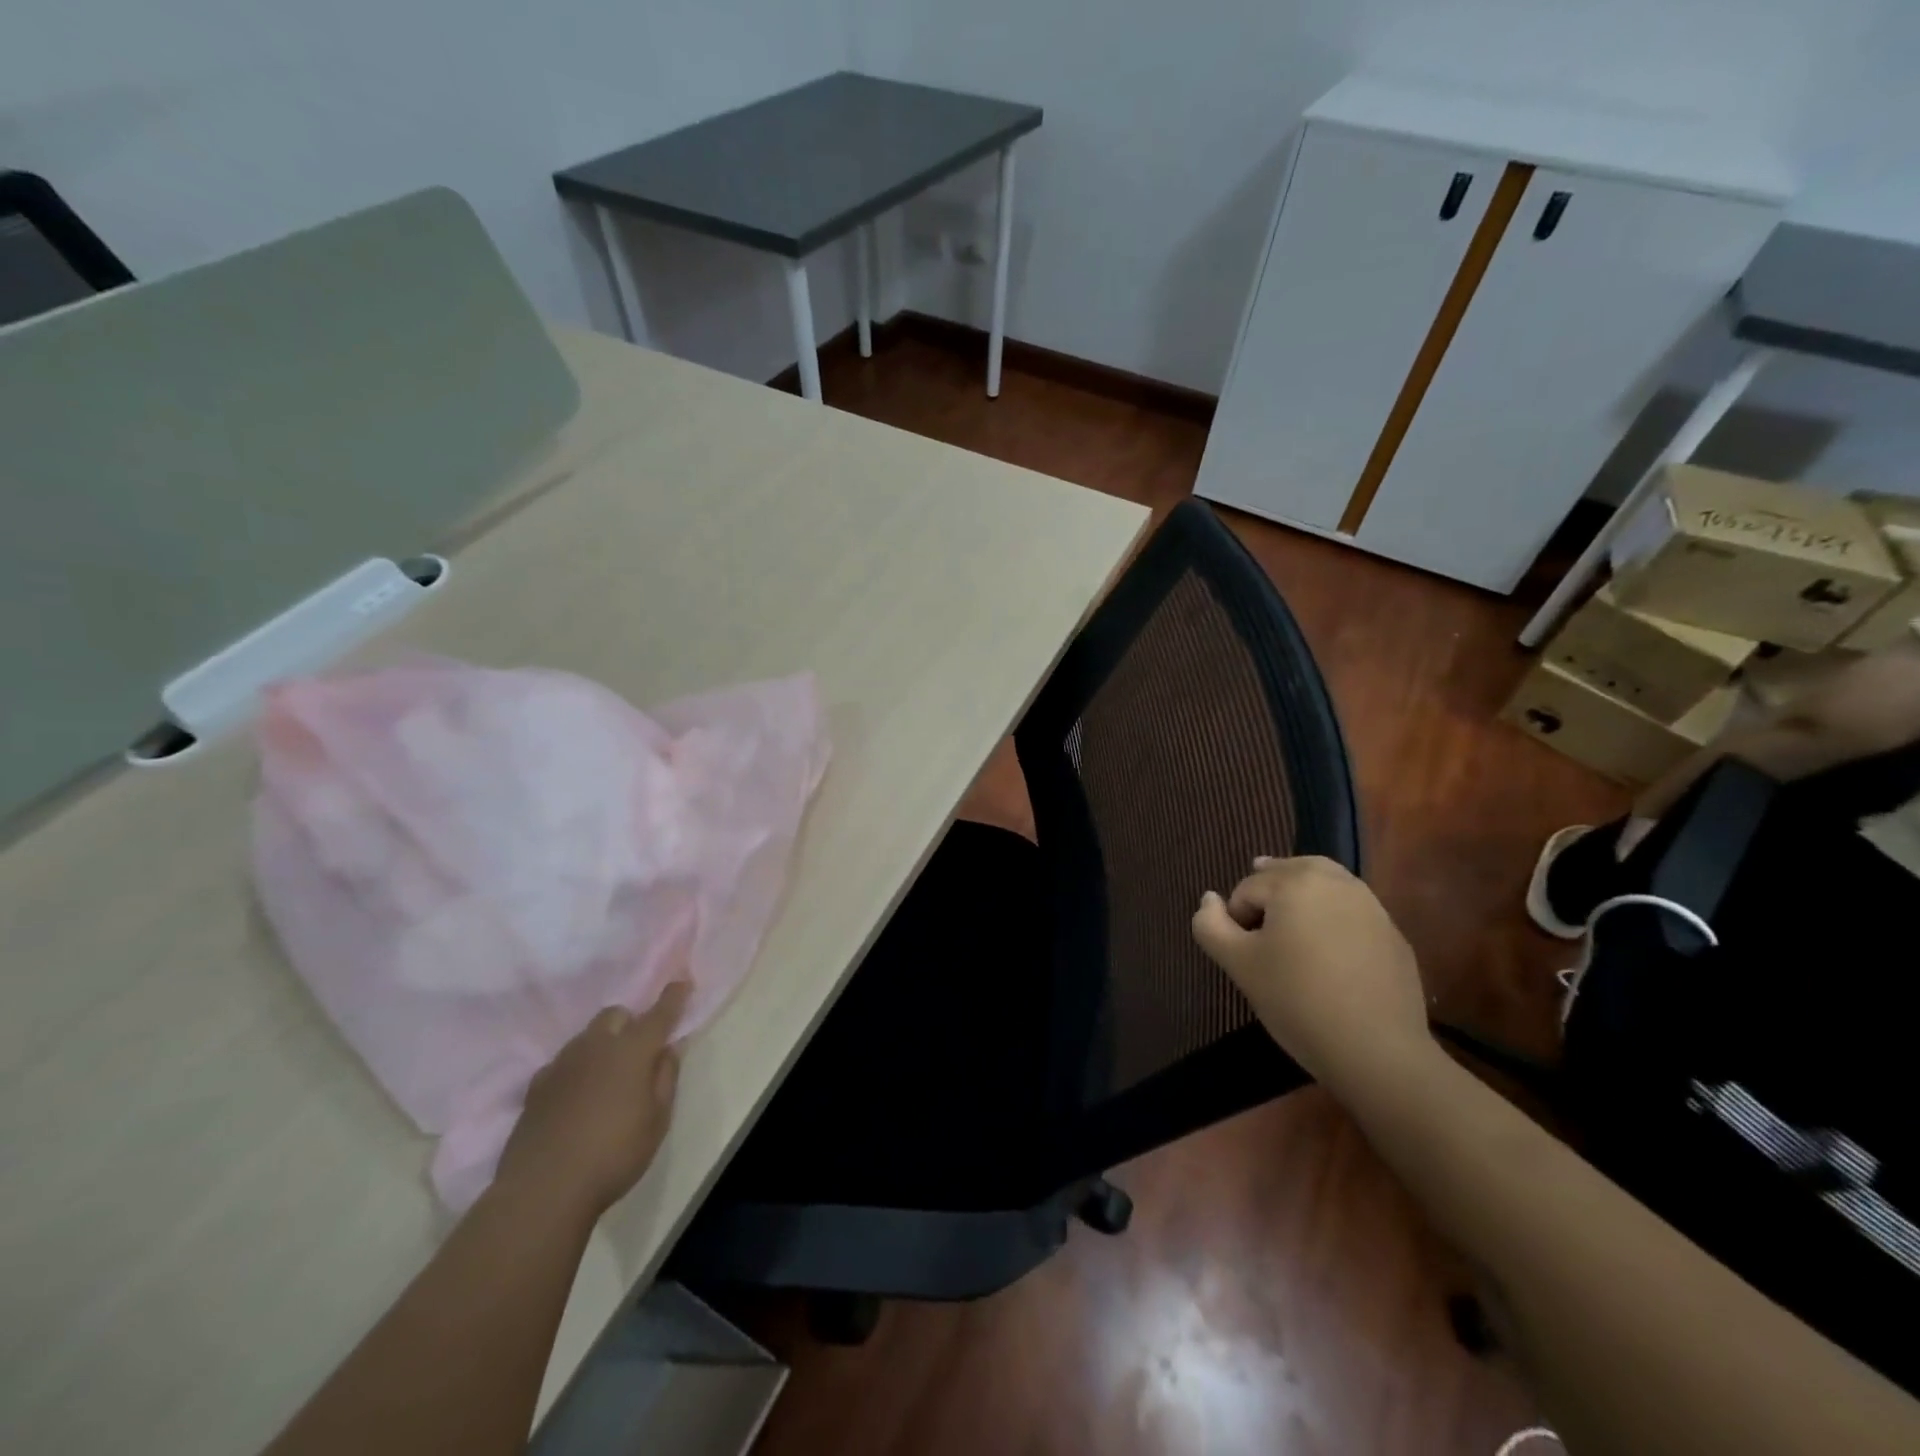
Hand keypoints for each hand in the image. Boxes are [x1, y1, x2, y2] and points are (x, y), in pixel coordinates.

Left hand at [495, 982, 689, 1220]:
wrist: (542, 1191)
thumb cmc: (614, 1155)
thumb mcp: (657, 1120)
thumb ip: (666, 1077)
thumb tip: (669, 1048)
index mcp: (632, 1051)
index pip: (659, 1014)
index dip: (673, 996)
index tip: (683, 981)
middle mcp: (596, 1047)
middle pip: (615, 1016)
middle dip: (630, 1023)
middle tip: (639, 1051)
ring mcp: (561, 1065)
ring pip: (587, 1037)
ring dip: (602, 1044)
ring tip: (607, 1077)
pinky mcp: (535, 1087)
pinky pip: (562, 1063)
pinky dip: (576, 1069)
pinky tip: (577, 1096)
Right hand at [1191, 856, 1431, 1094]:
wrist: (1377, 1051)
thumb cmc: (1296, 1000)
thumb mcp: (1238, 964)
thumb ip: (1211, 925)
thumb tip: (1209, 899)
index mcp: (1294, 882)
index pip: (1246, 889)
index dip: (1236, 919)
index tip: (1243, 955)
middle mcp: (1335, 882)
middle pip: (1289, 871)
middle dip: (1269, 893)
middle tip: (1260, 930)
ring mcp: (1371, 906)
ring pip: (1324, 885)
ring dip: (1302, 898)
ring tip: (1291, 932)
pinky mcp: (1392, 934)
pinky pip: (1351, 912)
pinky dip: (1333, 919)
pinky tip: (1329, 955)